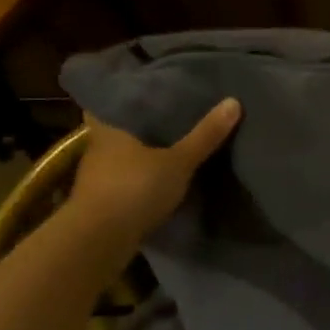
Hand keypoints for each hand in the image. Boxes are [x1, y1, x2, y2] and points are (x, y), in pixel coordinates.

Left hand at [67, 99, 241, 243]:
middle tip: (166, 115)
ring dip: (137, 155)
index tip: (145, 89)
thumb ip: (204, 136)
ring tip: (167, 147)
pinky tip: (156, 181)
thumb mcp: (178, 162)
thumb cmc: (135, 188)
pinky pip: (122, 182)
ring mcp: (95, 178)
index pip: (110, 101)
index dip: (125, 94)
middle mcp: (97, 148)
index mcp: (109, 128)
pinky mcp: (100, 204)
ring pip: (119, 157)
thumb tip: (233, 101)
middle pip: (116, 129)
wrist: (98, 240)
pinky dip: (137, 180)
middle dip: (137, 125)